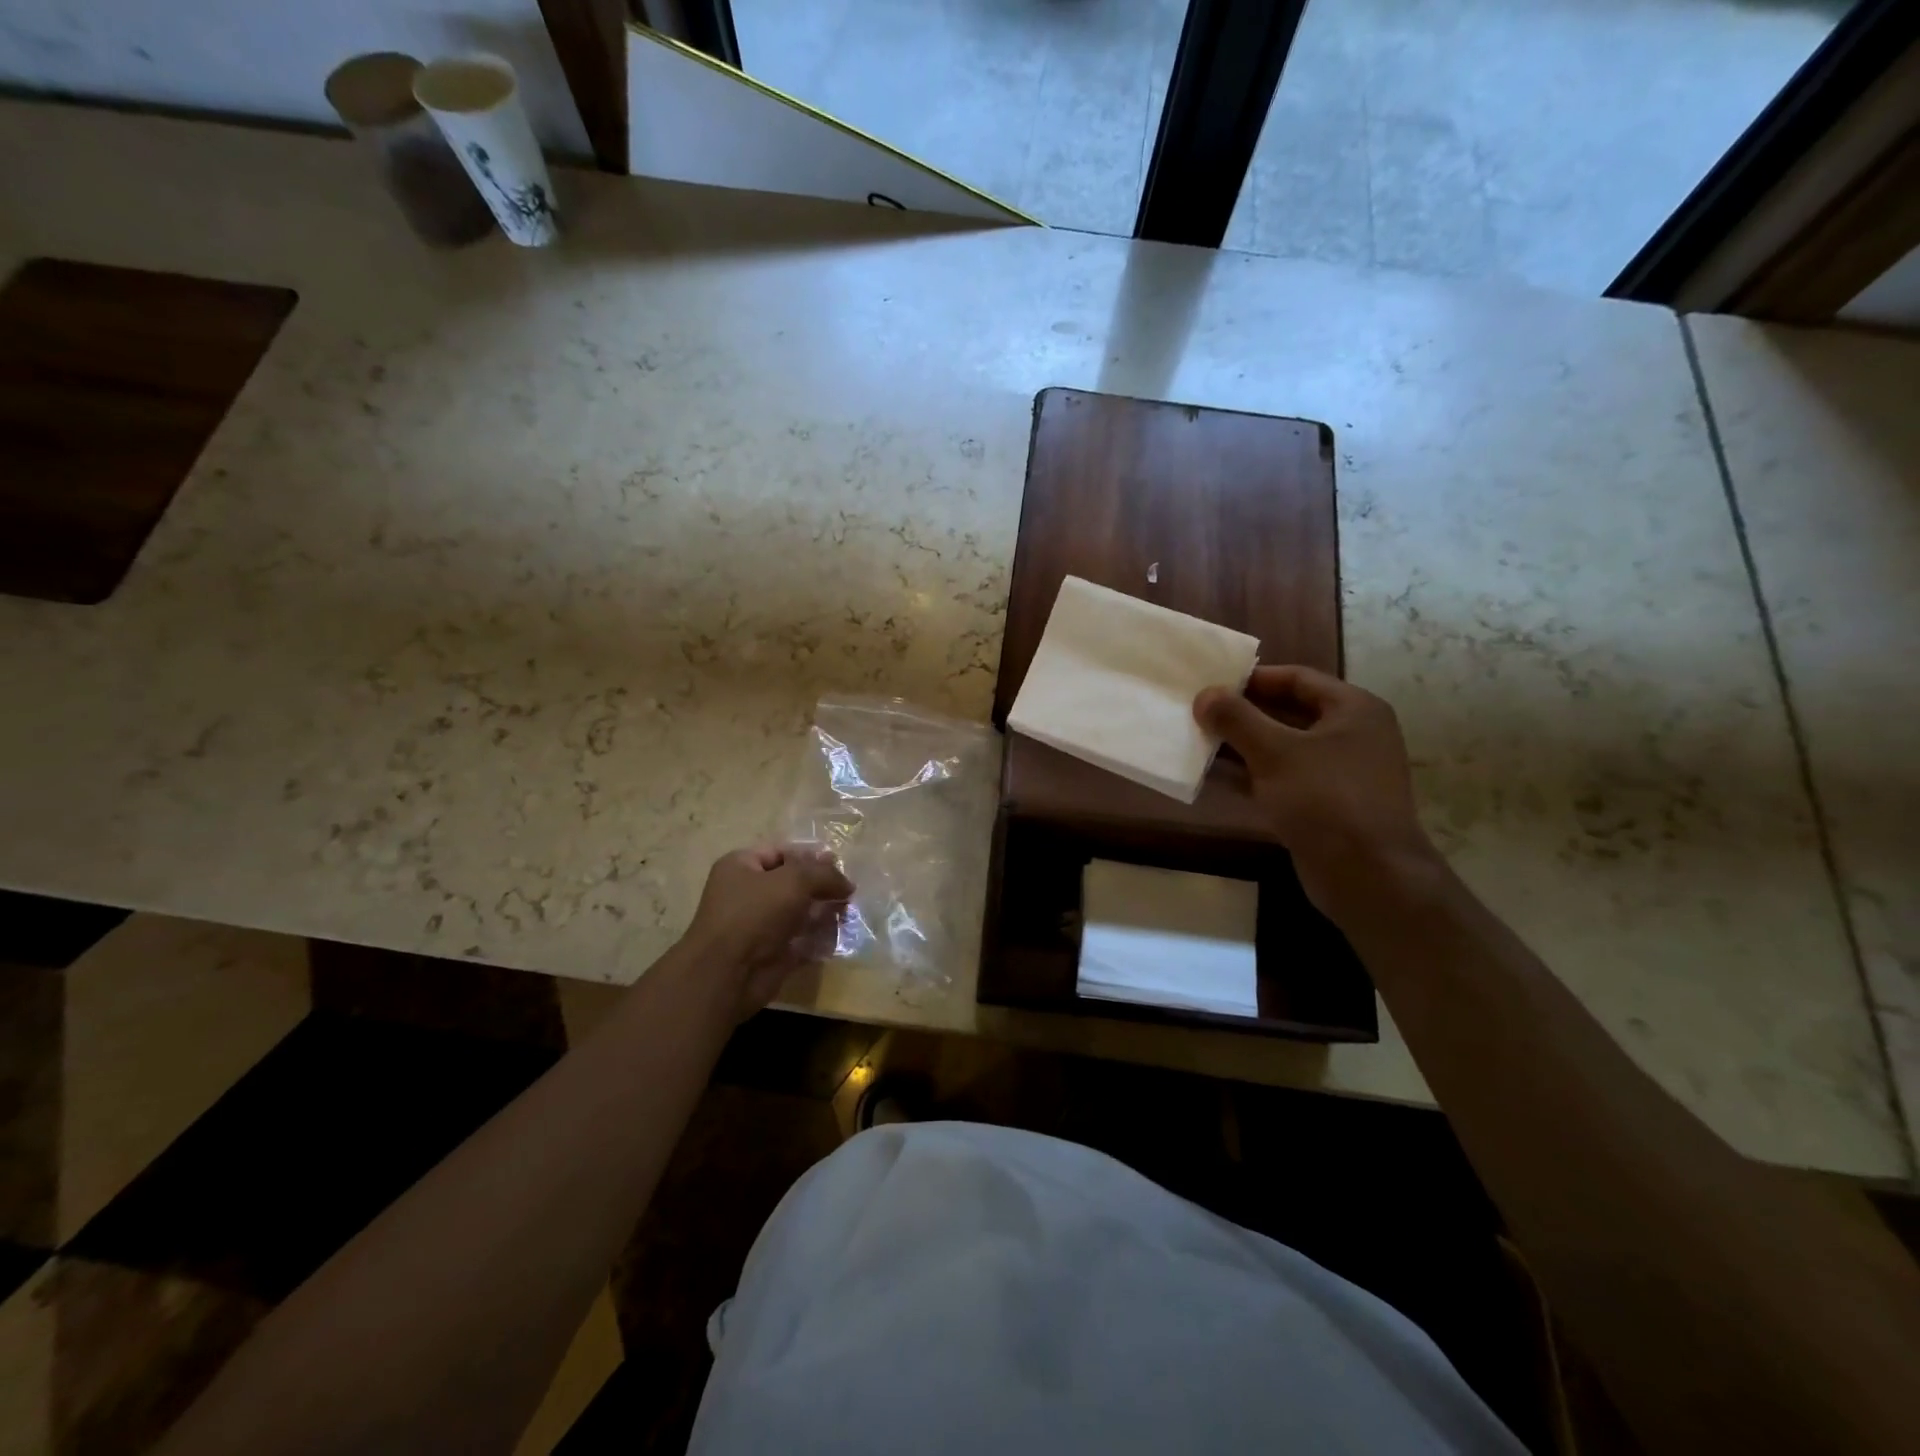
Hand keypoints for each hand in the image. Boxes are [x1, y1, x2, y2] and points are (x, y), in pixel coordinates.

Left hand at [683, 844, 853, 1016]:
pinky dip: (818, 939)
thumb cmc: (755, 914)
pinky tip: (836, 937)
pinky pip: (801, 940)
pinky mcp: (771, 952)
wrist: (729, 974)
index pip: (782, 852)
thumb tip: (847, 883)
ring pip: (799, 912)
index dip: (811, 857)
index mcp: (741, 866)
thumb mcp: (794, 880)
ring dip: (824, 912)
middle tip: (848, 893)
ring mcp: (759, 925)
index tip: (839, 866)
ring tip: (847, 915)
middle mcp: (748, 893)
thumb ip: (824, 874)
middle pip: (793, 883)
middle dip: (821, 887)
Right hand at [1194, 666, 1440, 920]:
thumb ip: (1237, 719)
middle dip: (1242, 714)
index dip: (1252, 679)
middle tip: (1199, 713)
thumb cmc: (1325, 799)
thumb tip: (1205, 694)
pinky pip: (1282, 779)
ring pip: (1282, 748)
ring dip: (1241, 747)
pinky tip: (1213, 778)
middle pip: (1288, 712)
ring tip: (1197, 742)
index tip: (1211, 683)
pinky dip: (1251, 776)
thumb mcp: (1275, 752)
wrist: (1367, 875)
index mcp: (1353, 709)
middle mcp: (1351, 735)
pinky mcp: (1325, 805)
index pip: (1296, 678)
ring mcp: (1339, 773)